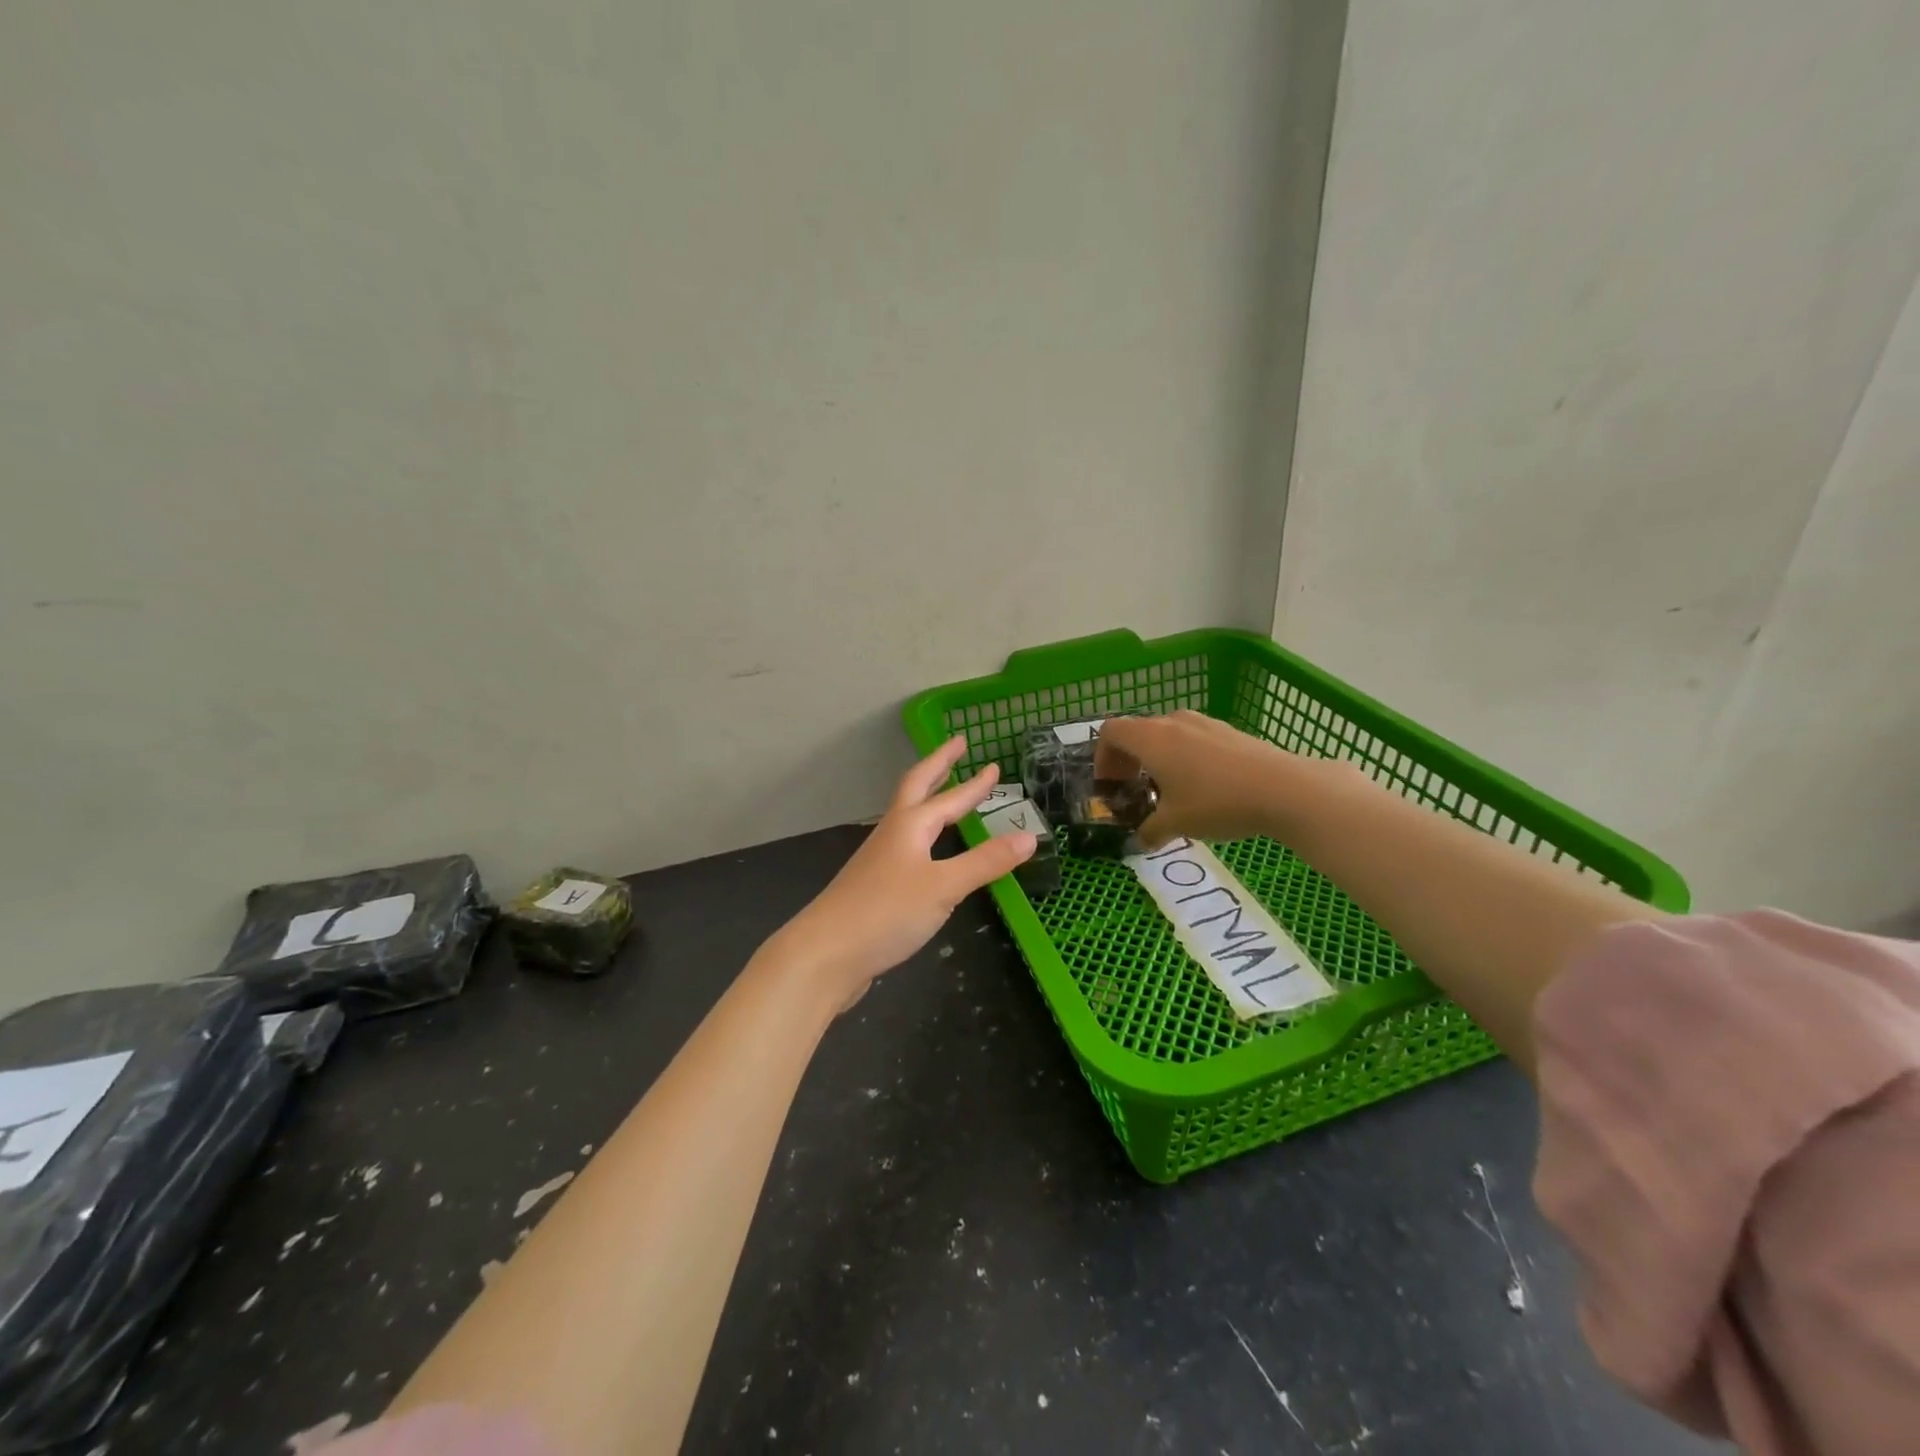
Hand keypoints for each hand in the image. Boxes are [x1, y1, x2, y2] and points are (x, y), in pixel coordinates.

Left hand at [765, 735, 1036, 1009]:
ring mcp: (879, 859)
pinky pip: (905, 847)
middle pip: (916, 788)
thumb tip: (1030, 836)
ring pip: (908, 817)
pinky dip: (923, 836)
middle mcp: (892, 834)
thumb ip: (985, 862)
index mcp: (910, 826)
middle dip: (938, 765)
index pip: (948, 797)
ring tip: (946, 793)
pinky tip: (928, 852)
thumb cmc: (887, 912)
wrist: (826, 953)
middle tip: (957, 745)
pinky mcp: (874, 886)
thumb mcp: (944, 886)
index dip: (973, 784)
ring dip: (928, 798)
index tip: (993, 765)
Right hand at [1095, 710, 1303, 849]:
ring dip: (1157, 758)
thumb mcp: (1175, 824)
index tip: (1111, 786)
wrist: (1283, 789)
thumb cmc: (1216, 802)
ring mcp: (1204, 723)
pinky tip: (1203, 787)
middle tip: (1134, 790)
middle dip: (1129, 760)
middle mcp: (1172, 722)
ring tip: (1168, 790)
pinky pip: (1193, 739)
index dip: (1102, 758)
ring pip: (1166, 734)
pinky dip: (1184, 757)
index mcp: (1150, 738)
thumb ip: (1149, 831)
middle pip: (1137, 731)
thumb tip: (1140, 840)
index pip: (1110, 732)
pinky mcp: (1229, 731)